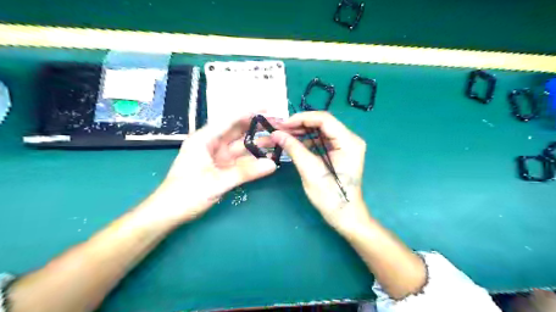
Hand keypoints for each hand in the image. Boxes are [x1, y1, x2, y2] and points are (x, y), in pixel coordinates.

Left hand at [146, 115, 276, 225]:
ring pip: (241, 145)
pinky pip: (241, 160)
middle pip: (237, 131)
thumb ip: (245, 172)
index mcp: (204, 139)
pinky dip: (253, 158)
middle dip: (257, 126)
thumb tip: (272, 164)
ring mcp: (218, 157)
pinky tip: (267, 157)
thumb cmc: (186, 194)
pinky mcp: (222, 168)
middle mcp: (212, 144)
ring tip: (278, 139)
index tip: (267, 108)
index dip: (248, 112)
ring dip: (257, 142)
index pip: (229, 120)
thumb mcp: (216, 182)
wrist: (169, 214)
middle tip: (278, 125)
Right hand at [273, 112, 370, 231]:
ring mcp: (345, 146)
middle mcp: (350, 139)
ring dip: (301, 133)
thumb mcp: (310, 170)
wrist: (344, 215)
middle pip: (322, 124)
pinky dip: (307, 141)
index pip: (324, 119)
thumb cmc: (330, 195)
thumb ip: (294, 148)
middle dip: (299, 125)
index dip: (301, 118)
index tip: (282, 124)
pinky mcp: (340, 153)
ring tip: (282, 135)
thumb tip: (276, 133)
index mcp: (348, 142)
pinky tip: (293, 143)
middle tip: (279, 129)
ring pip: (320, 132)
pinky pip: (322, 141)